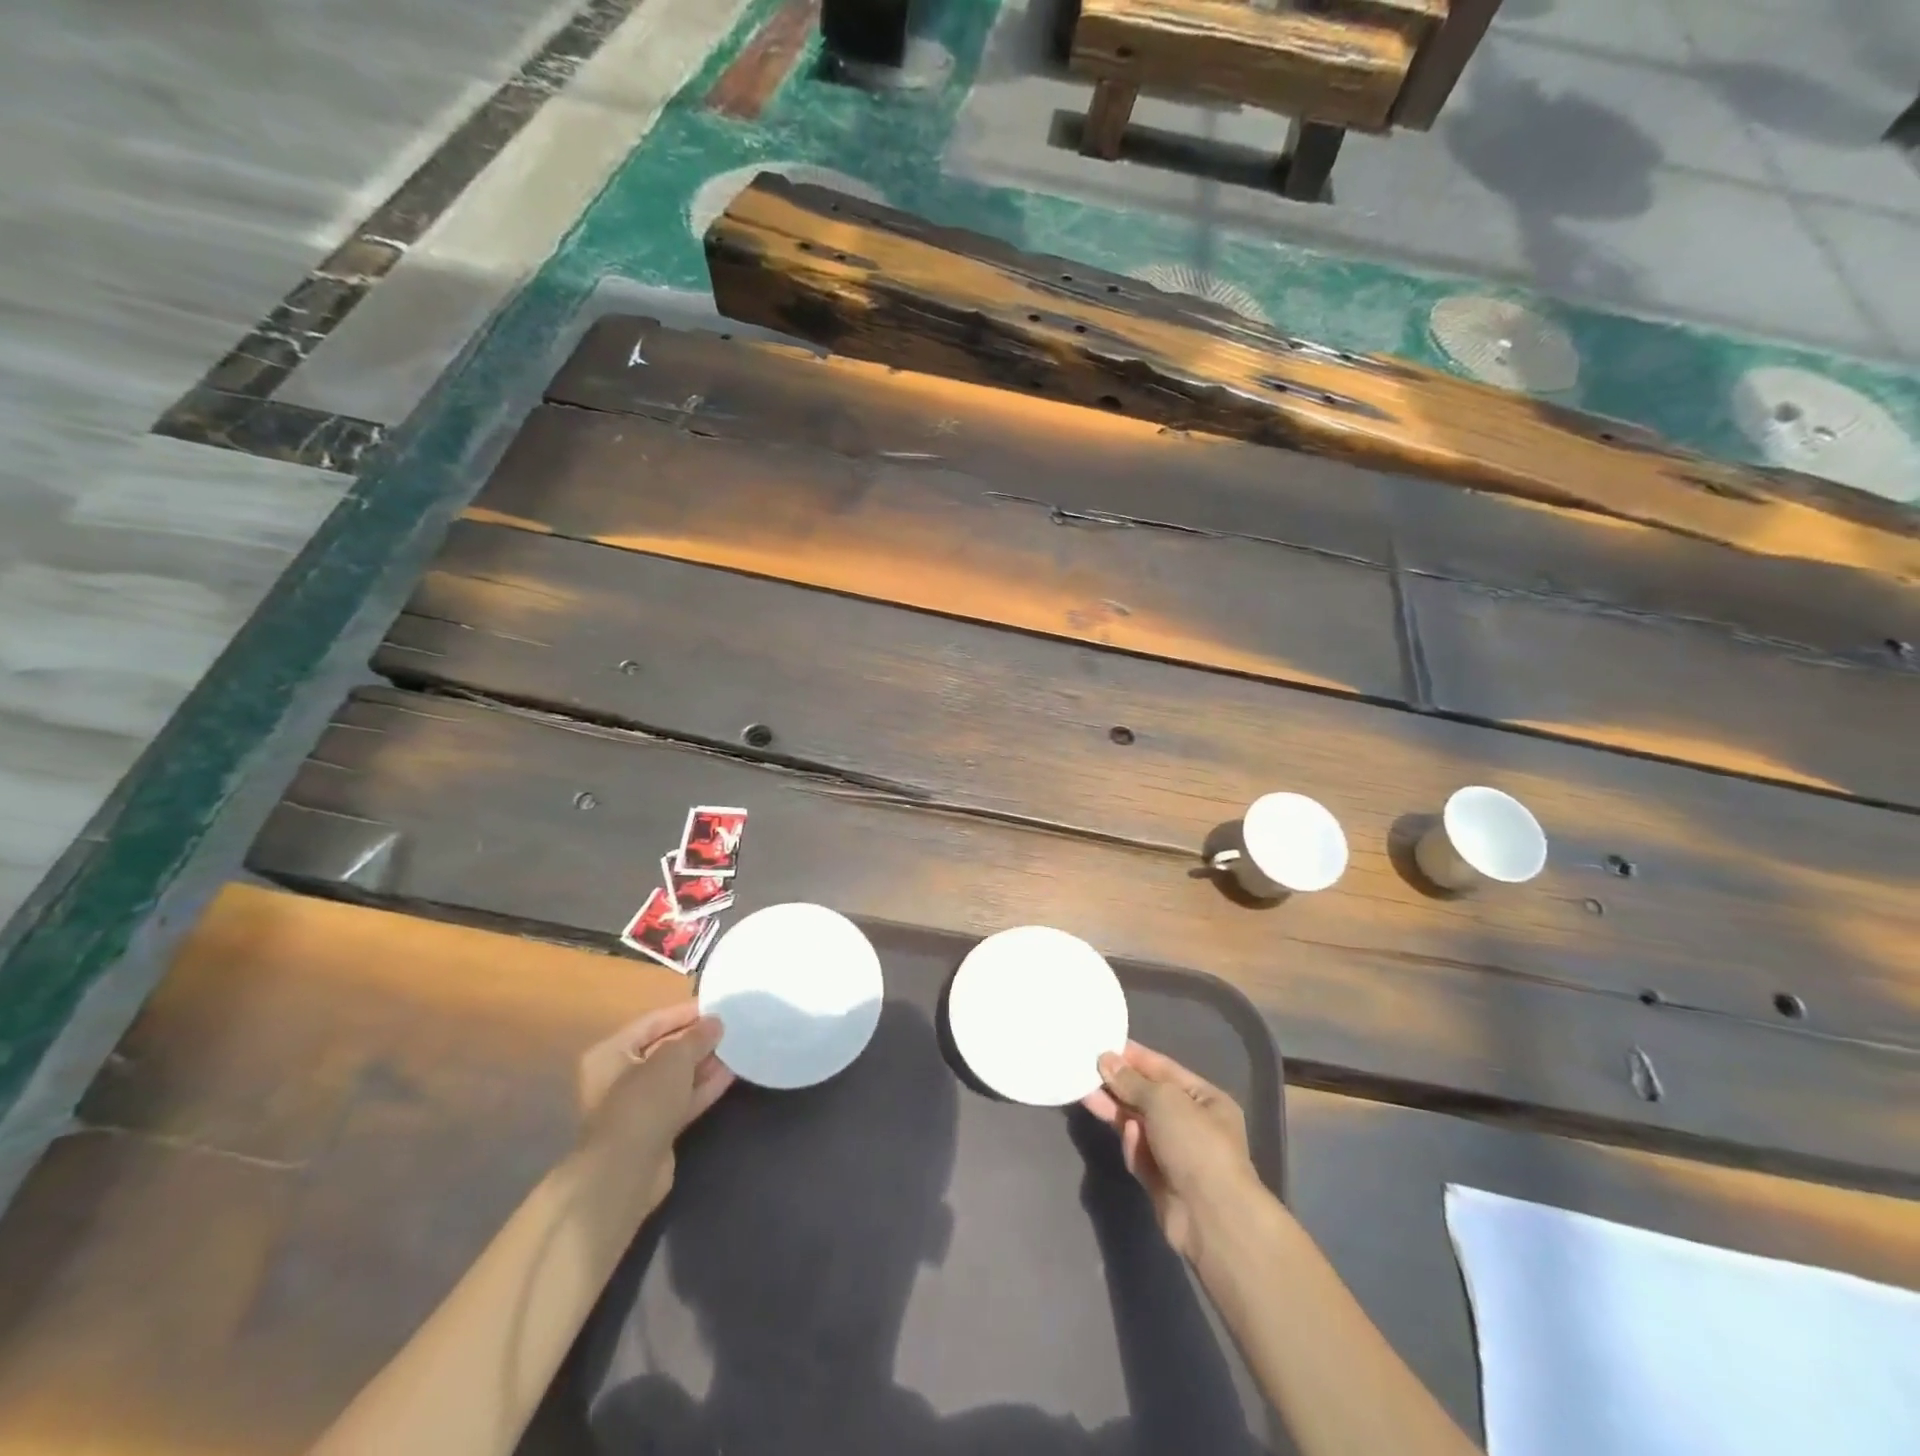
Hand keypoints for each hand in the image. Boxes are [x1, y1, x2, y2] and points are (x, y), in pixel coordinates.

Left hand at [575, 1002, 733, 1214]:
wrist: (626, 1172)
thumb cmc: (642, 1102)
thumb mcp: (673, 1058)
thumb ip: (696, 1037)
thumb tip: (715, 1022)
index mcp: (611, 1053)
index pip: (652, 1023)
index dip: (684, 1013)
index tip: (716, 1007)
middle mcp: (619, 1078)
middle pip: (664, 1050)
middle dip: (697, 1040)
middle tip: (730, 1028)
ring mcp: (638, 1106)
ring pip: (676, 1077)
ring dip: (704, 1063)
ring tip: (737, 1047)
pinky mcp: (656, 1129)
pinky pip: (683, 1100)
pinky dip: (704, 1087)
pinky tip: (732, 1073)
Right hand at [1081, 1041, 1259, 1260]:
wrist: (1211, 1216)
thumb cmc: (1194, 1144)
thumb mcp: (1163, 1100)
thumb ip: (1132, 1081)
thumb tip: (1106, 1059)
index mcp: (1206, 1099)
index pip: (1164, 1069)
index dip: (1134, 1057)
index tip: (1103, 1044)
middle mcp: (1193, 1124)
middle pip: (1148, 1097)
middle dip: (1119, 1084)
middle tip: (1086, 1068)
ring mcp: (1177, 1153)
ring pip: (1138, 1124)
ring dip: (1115, 1110)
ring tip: (1084, 1093)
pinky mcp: (1160, 1180)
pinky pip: (1139, 1153)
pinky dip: (1131, 1144)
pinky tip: (1125, 1136)